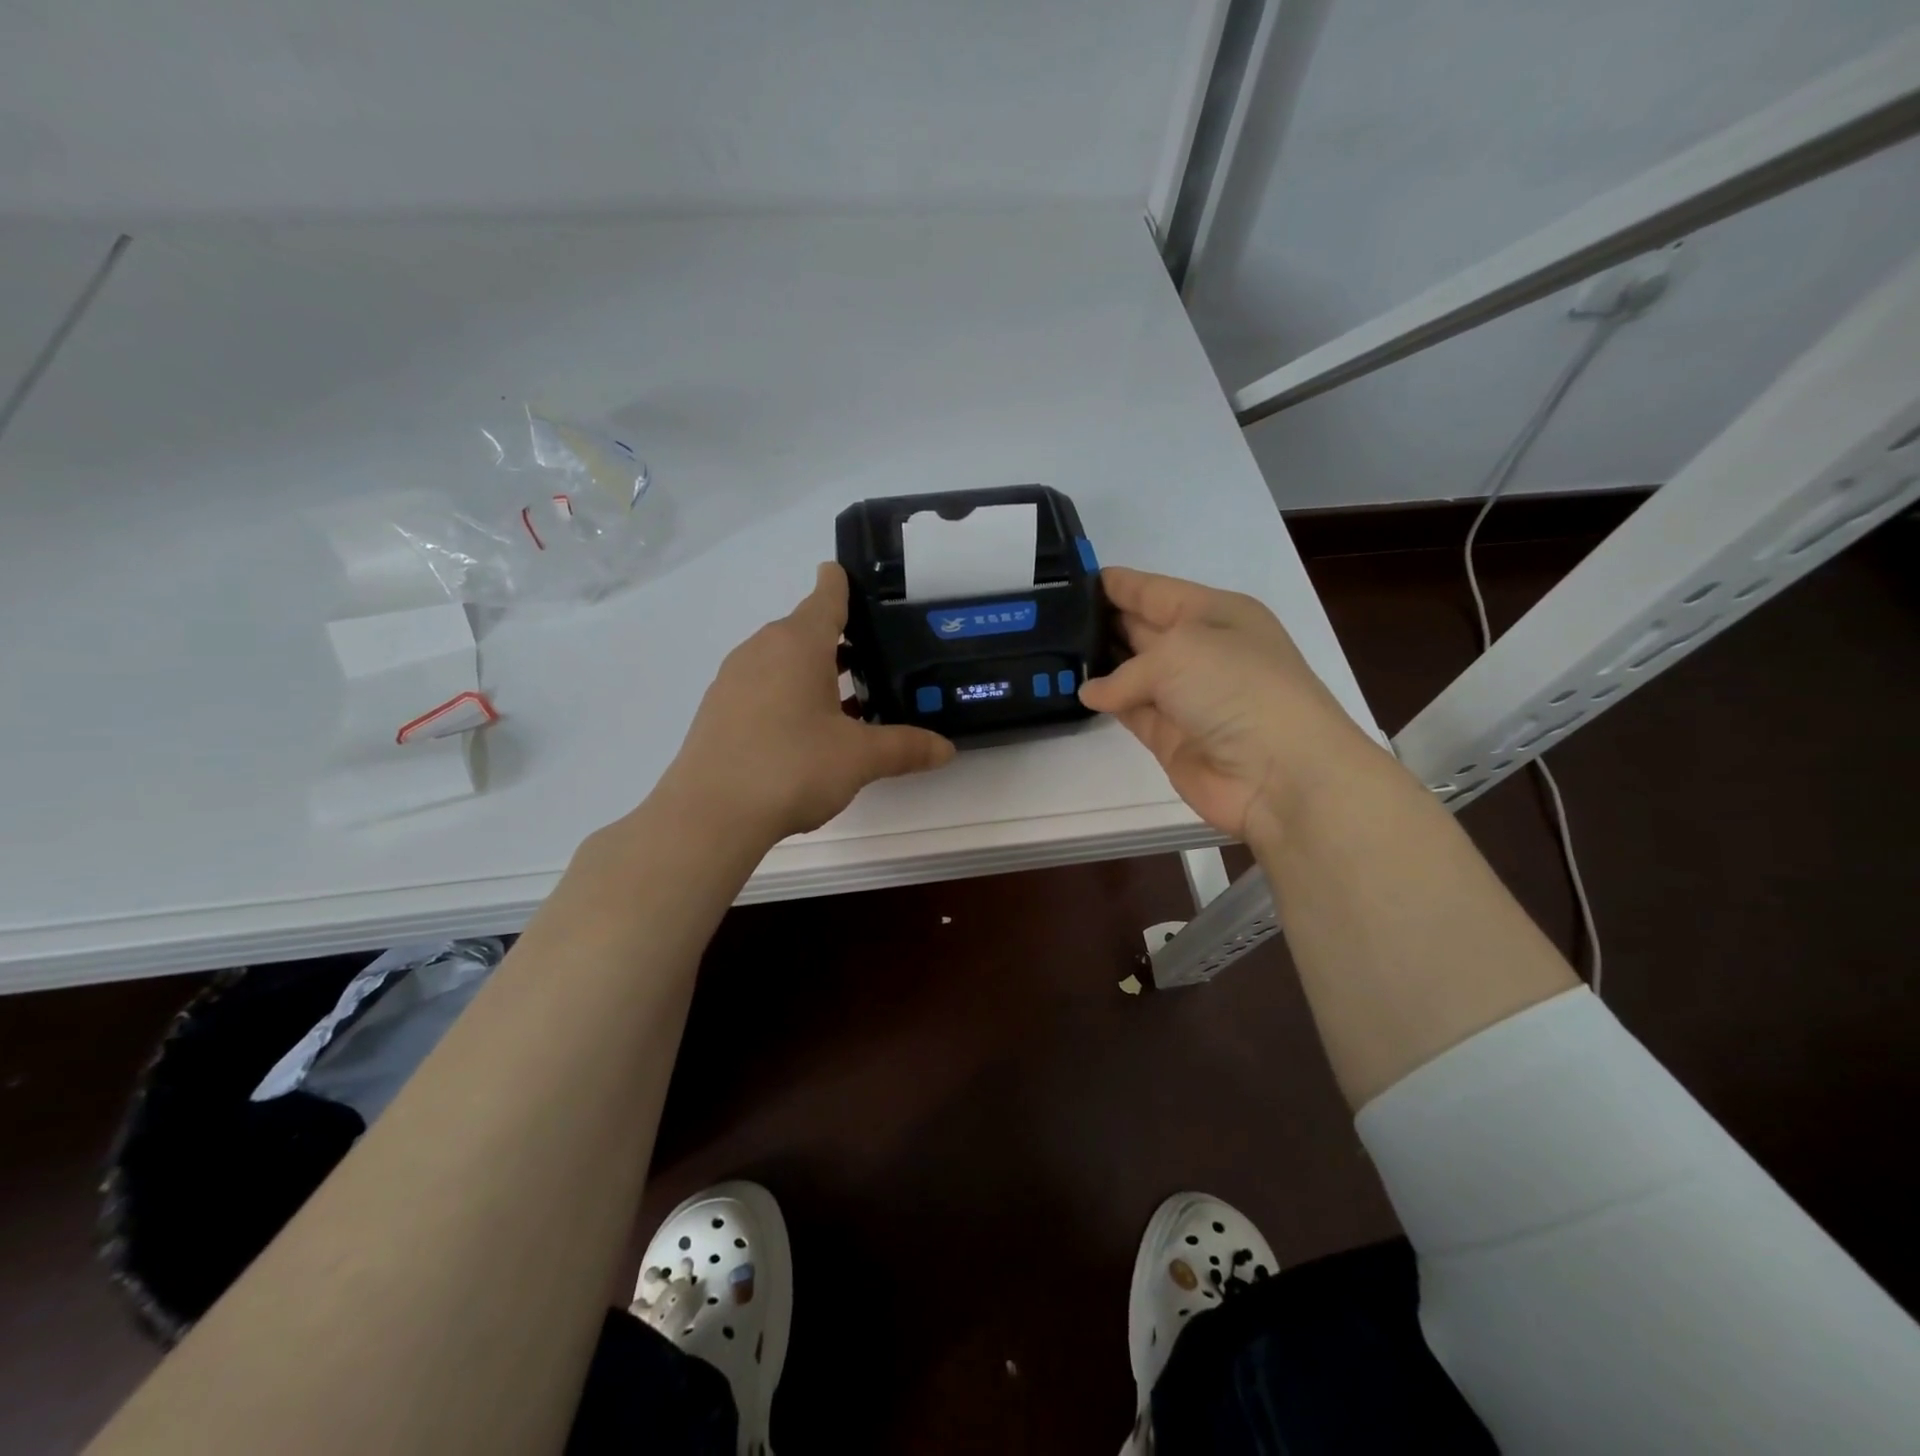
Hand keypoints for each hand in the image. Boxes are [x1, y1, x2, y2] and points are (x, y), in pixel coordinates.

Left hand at [656, 563, 955, 842]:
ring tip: (850, 699)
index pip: (826, 596)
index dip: (844, 584)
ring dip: (815, 671)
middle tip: (877, 658)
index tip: (858, 580)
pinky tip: (808, 731)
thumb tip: (947, 750)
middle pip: (805, 629)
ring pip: (782, 660)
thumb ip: (905, 747)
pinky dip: (789, 694)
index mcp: (798, 643)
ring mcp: (734, 679)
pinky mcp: (719, 710)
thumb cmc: (791, 767)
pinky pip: (763, 686)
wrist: (709, 815)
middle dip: (840, 640)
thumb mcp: (859, 758)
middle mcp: (761, 649)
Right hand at [1079, 567, 1377, 842]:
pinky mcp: (1170, 735)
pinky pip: (1130, 710)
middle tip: (1048, 614)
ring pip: (1131, 671)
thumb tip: (1093, 692)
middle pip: (1142, 628)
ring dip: (1097, 662)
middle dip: (1100, 620)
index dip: (1117, 584)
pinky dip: (1105, 701)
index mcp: (1215, 613)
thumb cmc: (1236, 687)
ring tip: (1050, 650)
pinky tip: (1076, 691)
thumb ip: (1124, 670)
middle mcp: (1200, 650)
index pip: (1155, 591)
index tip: (1072, 577)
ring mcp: (1185, 695)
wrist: (1280, 772)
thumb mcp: (1178, 653)